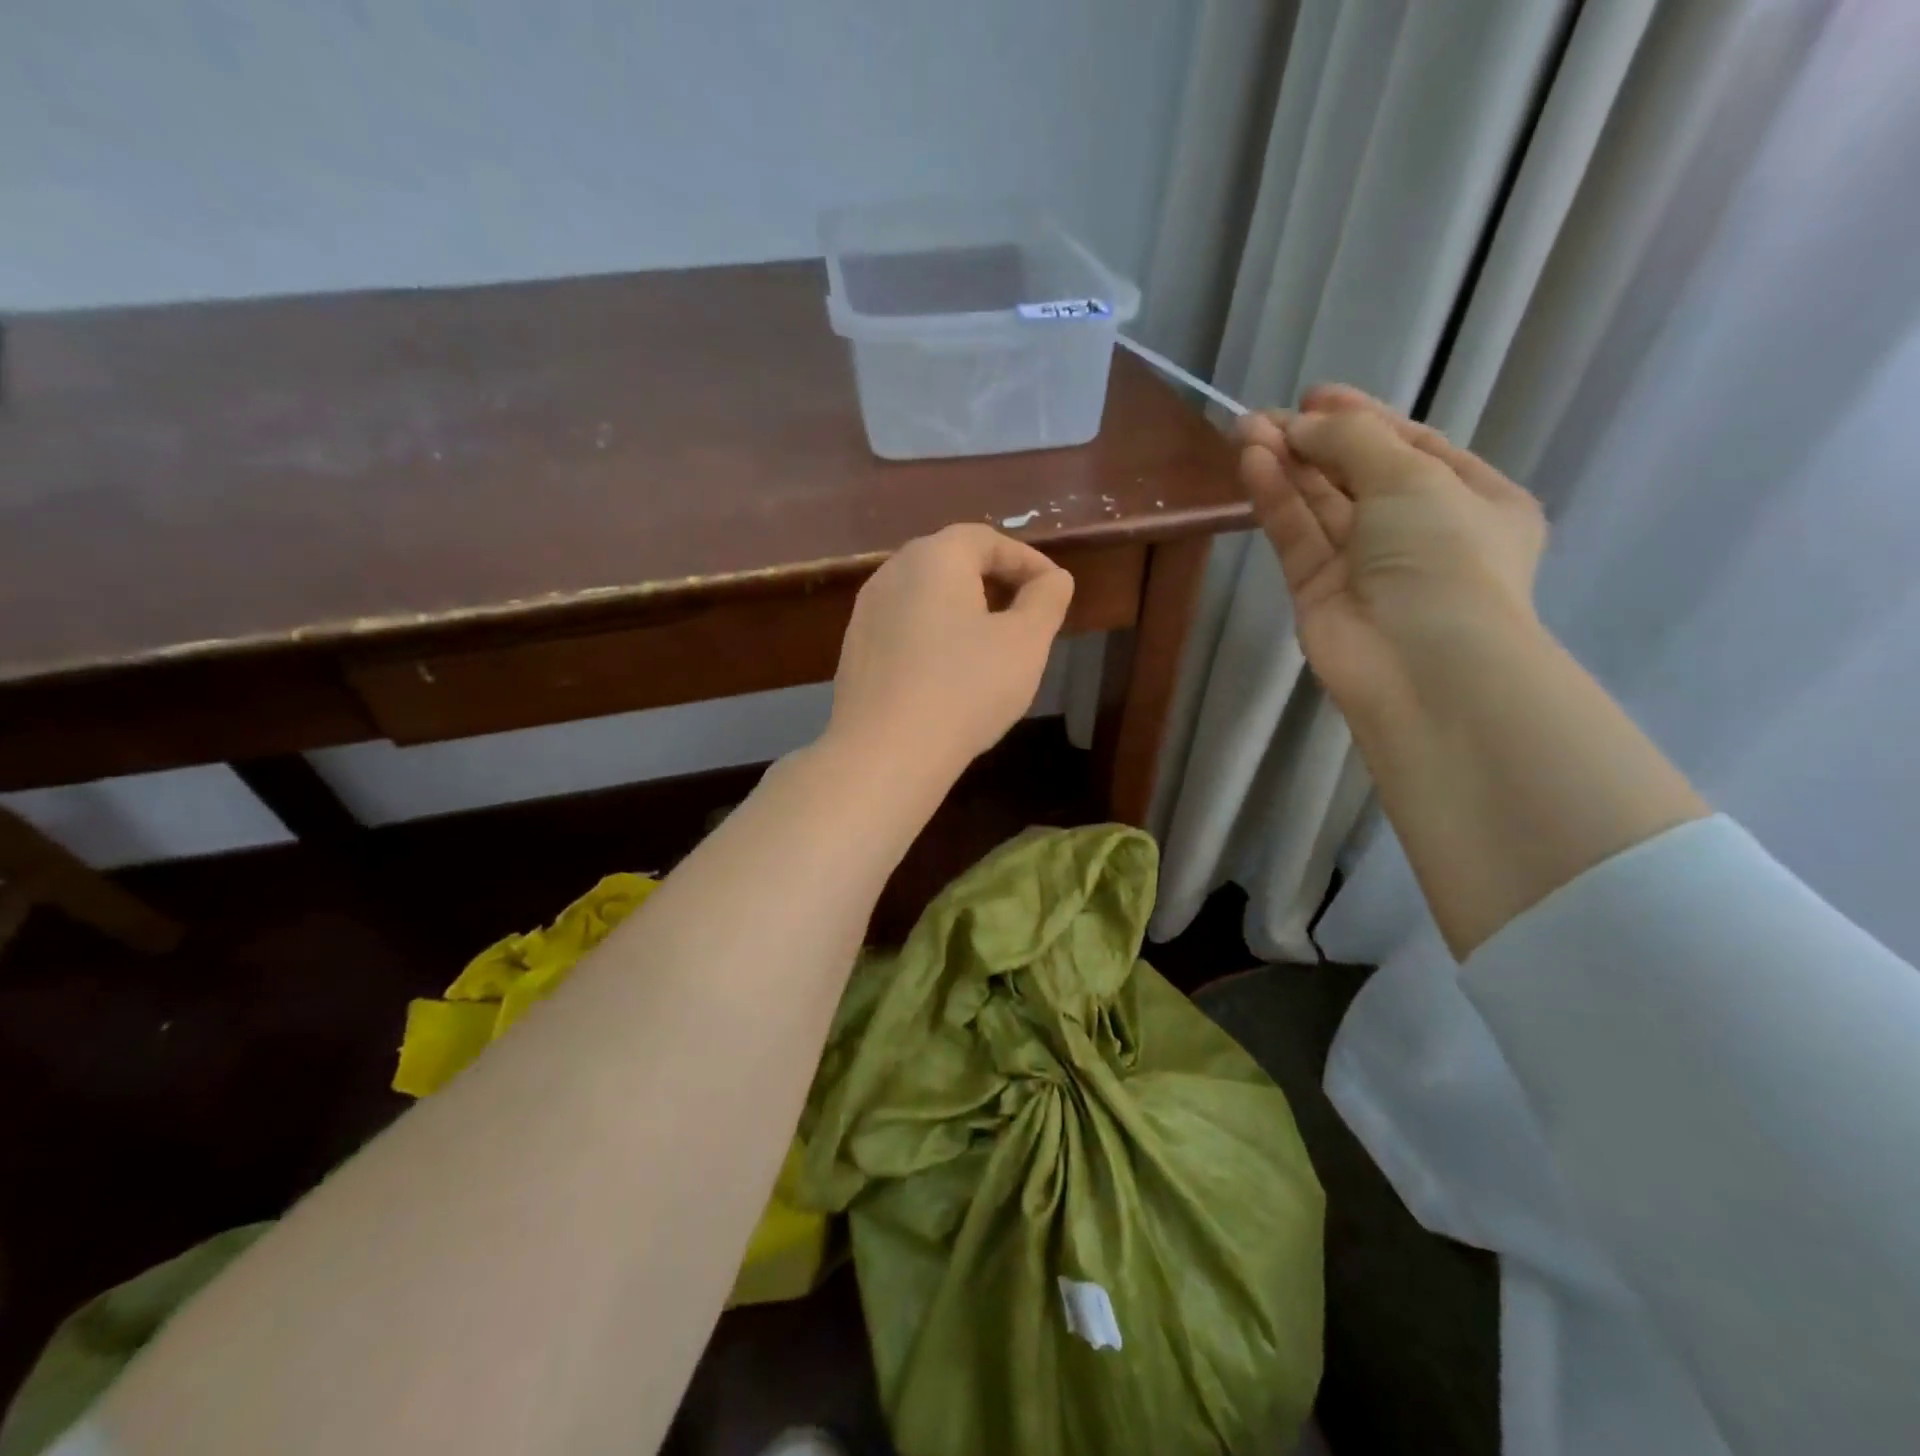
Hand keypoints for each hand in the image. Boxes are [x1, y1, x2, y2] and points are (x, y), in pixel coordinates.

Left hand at [825, 524, 1073, 780]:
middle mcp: (892, 573)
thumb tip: (1054, 579)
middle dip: (994, 581)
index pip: (987, 540)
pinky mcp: (855, 650)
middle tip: (1025, 613)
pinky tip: (948, 672)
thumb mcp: (1025, 643)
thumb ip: (1045, 601)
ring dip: (962, 609)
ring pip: (925, 596)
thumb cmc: (966, 689)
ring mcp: (866, 612)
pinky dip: (933, 635)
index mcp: (935, 557)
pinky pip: (904, 627)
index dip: (1027, 560)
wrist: (885, 752)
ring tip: (990, 644)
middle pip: (951, 561)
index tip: (1053, 590)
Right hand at [1238, 384, 1547, 719]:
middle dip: (1313, 441)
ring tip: (1244, 432)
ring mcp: (1365, 564)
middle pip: (1358, 474)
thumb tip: (1300, 425)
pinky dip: (1276, 501)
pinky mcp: (1318, 591)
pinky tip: (1252, 465)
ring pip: (1320, 505)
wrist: (1421, 664)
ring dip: (1286, 466)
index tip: (1314, 395)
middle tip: (1263, 416)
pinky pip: (1297, 536)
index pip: (1411, 446)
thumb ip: (1353, 440)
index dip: (1362, 417)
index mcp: (1472, 499)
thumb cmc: (1444, 555)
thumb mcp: (1413, 477)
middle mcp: (1419, 530)